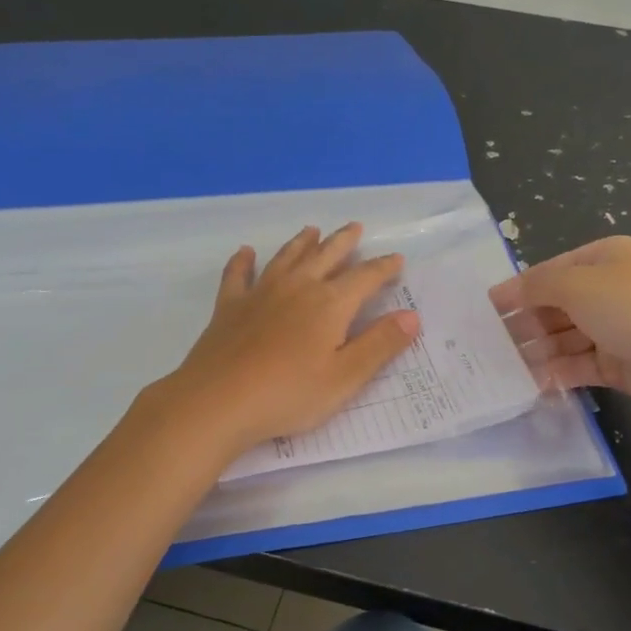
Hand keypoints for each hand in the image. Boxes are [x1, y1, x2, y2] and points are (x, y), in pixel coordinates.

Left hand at [155, 224, 420, 458]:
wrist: (218, 402)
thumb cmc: (289, 394)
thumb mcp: (345, 377)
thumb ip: (379, 345)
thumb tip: (411, 316)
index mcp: (330, 304)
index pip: (365, 277)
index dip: (383, 268)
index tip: (396, 259)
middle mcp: (297, 287)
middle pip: (326, 255)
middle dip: (343, 241)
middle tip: (354, 228)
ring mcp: (260, 293)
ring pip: (286, 257)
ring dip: (302, 242)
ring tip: (311, 231)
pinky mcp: (230, 307)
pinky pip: (238, 274)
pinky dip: (243, 261)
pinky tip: (246, 253)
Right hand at [490, 236, 630, 420]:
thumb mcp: (575, 285)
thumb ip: (535, 286)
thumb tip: (505, 292)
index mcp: (606, 258)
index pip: (552, 271)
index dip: (519, 288)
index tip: (488, 309)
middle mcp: (612, 289)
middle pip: (557, 305)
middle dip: (526, 322)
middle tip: (492, 342)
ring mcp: (617, 328)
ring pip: (566, 337)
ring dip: (537, 349)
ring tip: (505, 365)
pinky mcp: (620, 363)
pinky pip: (580, 364)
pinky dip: (557, 371)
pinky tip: (533, 381)